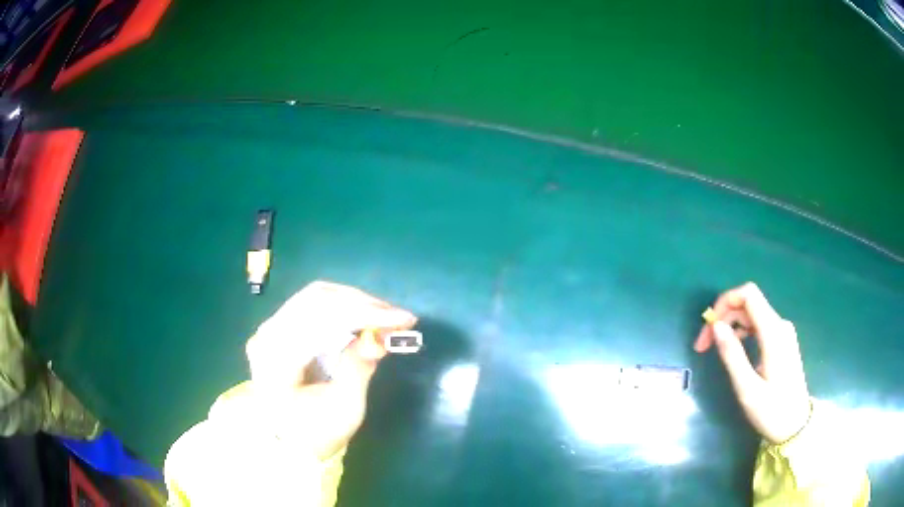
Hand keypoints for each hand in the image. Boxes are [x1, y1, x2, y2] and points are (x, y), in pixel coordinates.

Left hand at [245, 281, 416, 459]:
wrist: (287, 444)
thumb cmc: (316, 432)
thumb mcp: (343, 409)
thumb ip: (358, 369)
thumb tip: (378, 338)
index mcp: (276, 356)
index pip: (321, 318)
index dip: (365, 314)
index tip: (404, 320)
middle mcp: (268, 333)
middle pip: (317, 298)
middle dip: (363, 304)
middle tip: (398, 318)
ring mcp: (271, 328)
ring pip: (316, 297)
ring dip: (355, 304)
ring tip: (386, 319)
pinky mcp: (280, 329)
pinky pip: (314, 307)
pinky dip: (343, 310)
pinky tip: (365, 320)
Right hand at [694, 282, 810, 443]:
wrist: (796, 424)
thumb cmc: (772, 411)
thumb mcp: (748, 389)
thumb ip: (732, 355)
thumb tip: (716, 326)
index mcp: (773, 333)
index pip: (748, 295)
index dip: (725, 301)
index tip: (708, 327)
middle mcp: (780, 325)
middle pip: (748, 303)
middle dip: (723, 317)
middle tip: (703, 346)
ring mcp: (783, 332)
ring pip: (752, 313)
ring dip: (730, 325)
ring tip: (714, 349)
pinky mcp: (782, 340)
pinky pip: (758, 324)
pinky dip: (741, 331)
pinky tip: (733, 350)